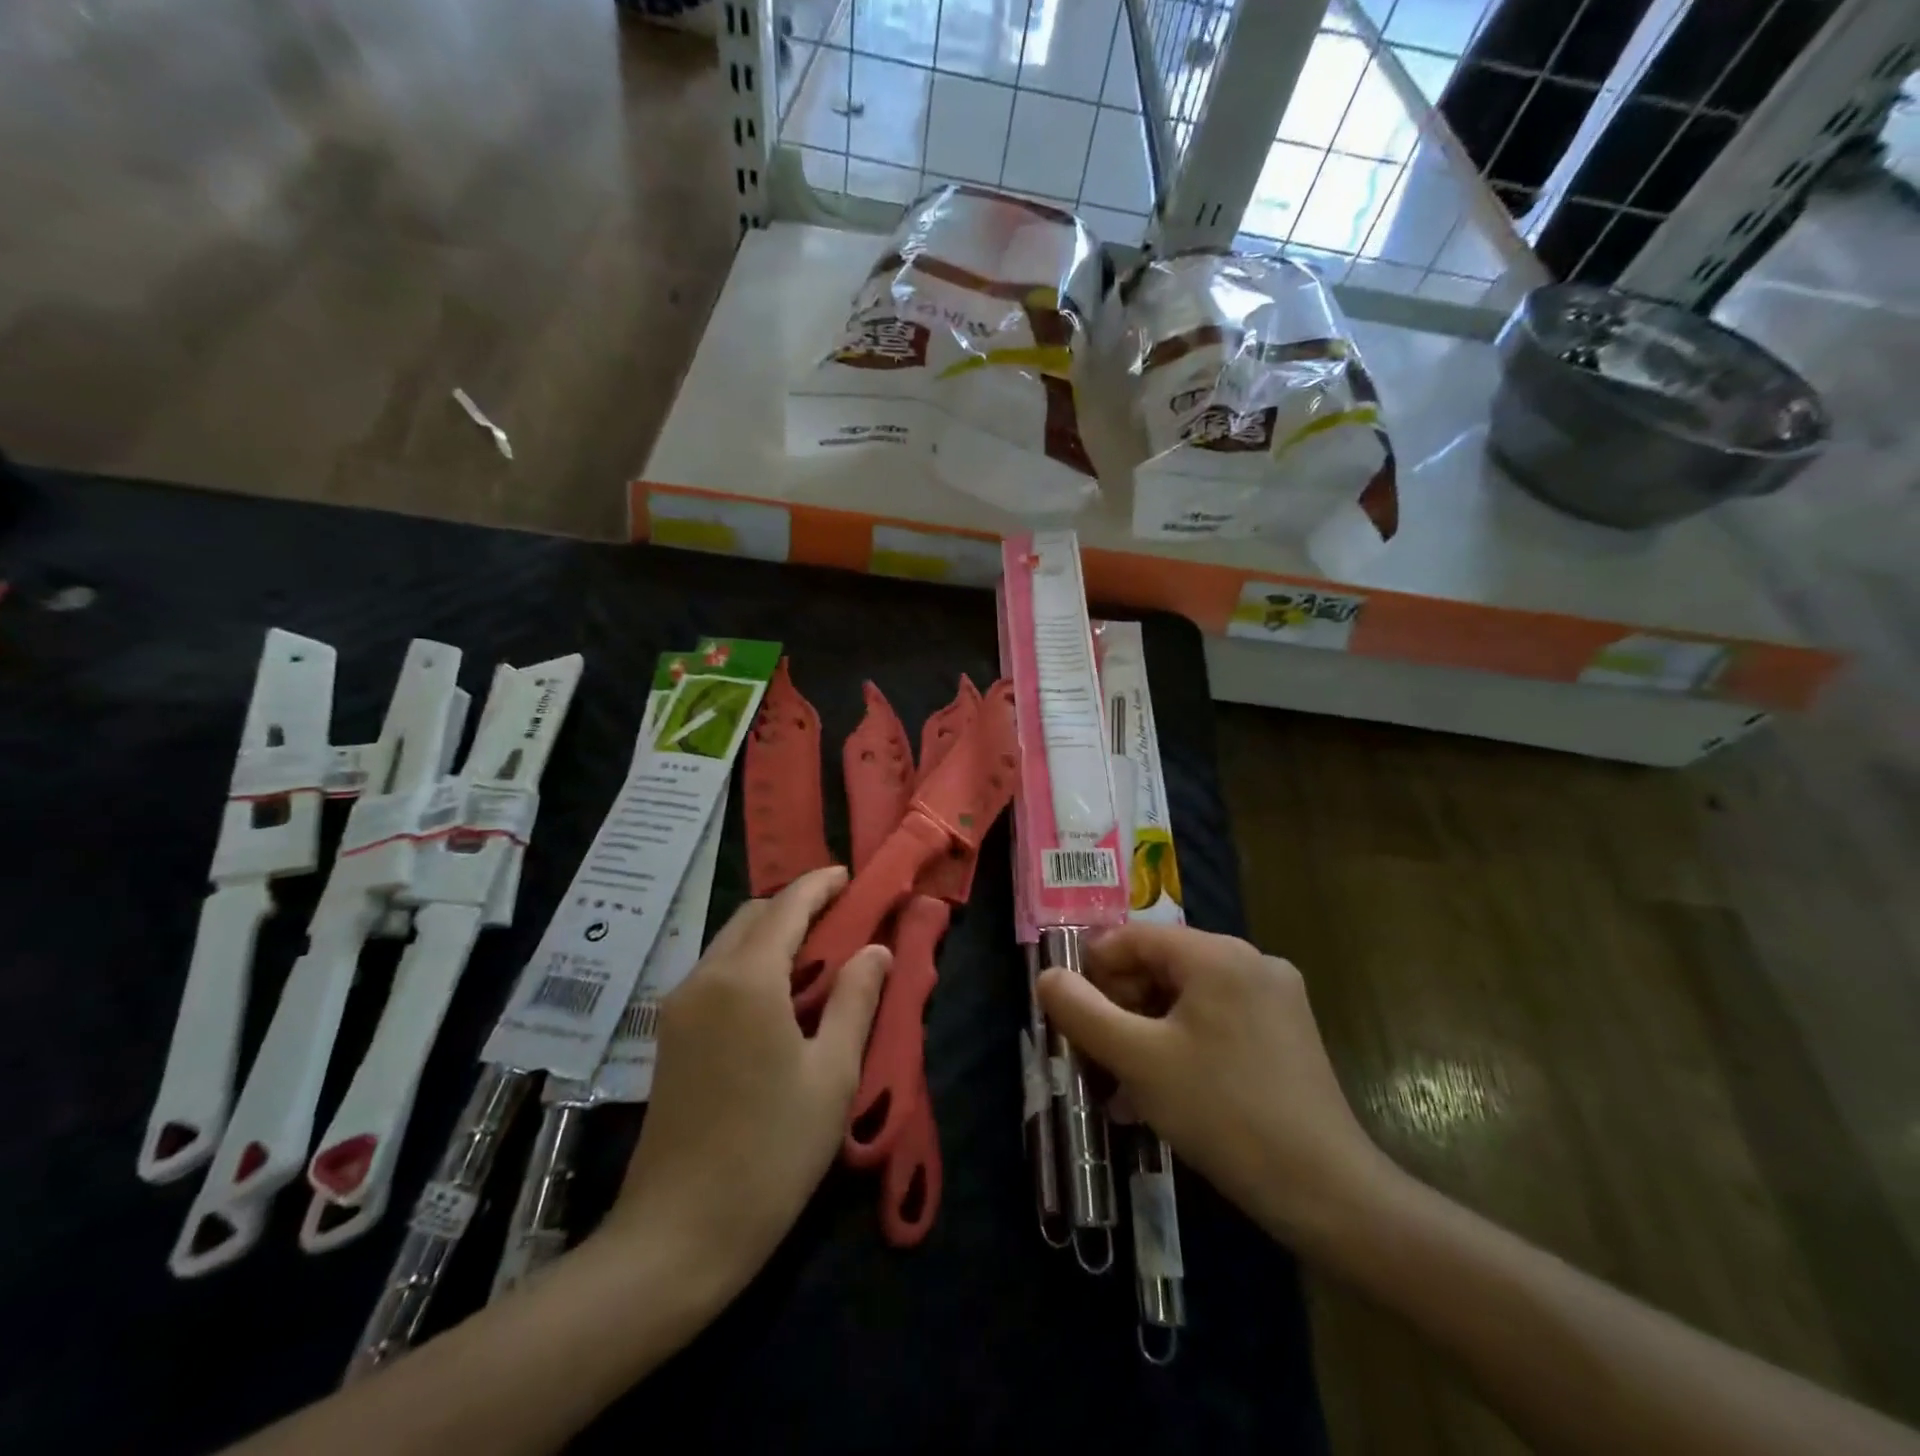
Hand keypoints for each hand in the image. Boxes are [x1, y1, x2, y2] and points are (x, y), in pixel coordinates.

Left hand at [592, 867, 890, 1299]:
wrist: (677, 1235)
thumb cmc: (770, 1153)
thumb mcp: (832, 1075)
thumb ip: (856, 1000)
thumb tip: (875, 950)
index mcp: (747, 980)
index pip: (787, 907)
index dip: (820, 885)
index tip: (850, 875)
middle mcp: (705, 978)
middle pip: (753, 916)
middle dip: (796, 904)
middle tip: (841, 916)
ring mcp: (680, 1006)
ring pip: (730, 941)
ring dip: (772, 932)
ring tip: (818, 951)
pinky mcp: (670, 1034)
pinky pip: (716, 972)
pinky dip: (752, 960)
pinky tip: (780, 990)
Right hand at [1036, 923, 1393, 1250]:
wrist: (1327, 1192)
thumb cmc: (1222, 1113)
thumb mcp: (1137, 1059)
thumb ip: (1083, 1011)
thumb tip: (1047, 977)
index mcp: (1217, 954)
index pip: (1135, 937)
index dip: (1094, 969)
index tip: (1072, 1013)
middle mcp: (1251, 961)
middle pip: (1162, 966)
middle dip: (1121, 1007)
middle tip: (1096, 1055)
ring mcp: (1276, 997)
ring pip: (1188, 999)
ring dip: (1147, 1033)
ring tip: (1121, 1085)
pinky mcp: (1288, 1033)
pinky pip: (1218, 1021)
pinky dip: (1183, 1045)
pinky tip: (1163, 1093)